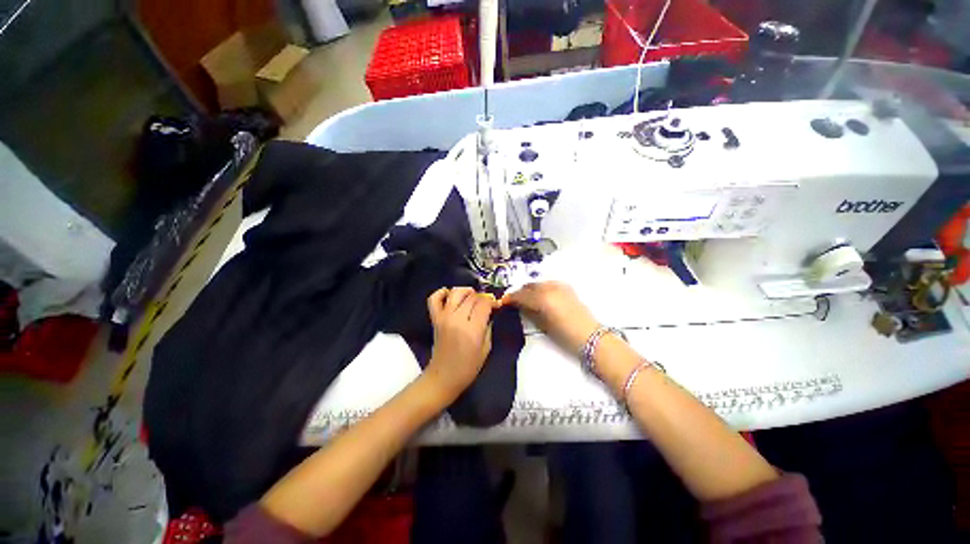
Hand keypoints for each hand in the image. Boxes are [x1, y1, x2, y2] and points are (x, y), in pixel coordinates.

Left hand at [423, 287, 496, 402]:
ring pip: (456, 292)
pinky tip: (450, 295)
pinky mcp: (435, 319)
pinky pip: (434, 299)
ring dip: (466, 291)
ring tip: (471, 296)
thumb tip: (490, 312)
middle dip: (482, 297)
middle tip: (485, 304)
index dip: (492, 301)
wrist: (443, 377)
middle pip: (472, 297)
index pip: (484, 304)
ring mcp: (444, 317)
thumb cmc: (468, 368)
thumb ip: (488, 327)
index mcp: (473, 330)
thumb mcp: (486, 349)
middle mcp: (457, 320)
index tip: (495, 305)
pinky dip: (441, 293)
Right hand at [501, 281, 598, 354]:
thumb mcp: (542, 325)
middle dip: (520, 292)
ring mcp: (559, 286)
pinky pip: (548, 283)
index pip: (521, 294)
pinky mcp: (567, 287)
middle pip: (529, 286)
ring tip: (526, 298)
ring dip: (530, 289)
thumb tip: (519, 306)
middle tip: (514, 300)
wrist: (590, 337)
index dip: (511, 298)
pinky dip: (541, 287)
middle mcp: (550, 288)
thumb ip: (529, 312)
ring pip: (539, 283)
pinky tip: (540, 295)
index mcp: (542, 298)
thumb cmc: (564, 336)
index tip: (504, 301)